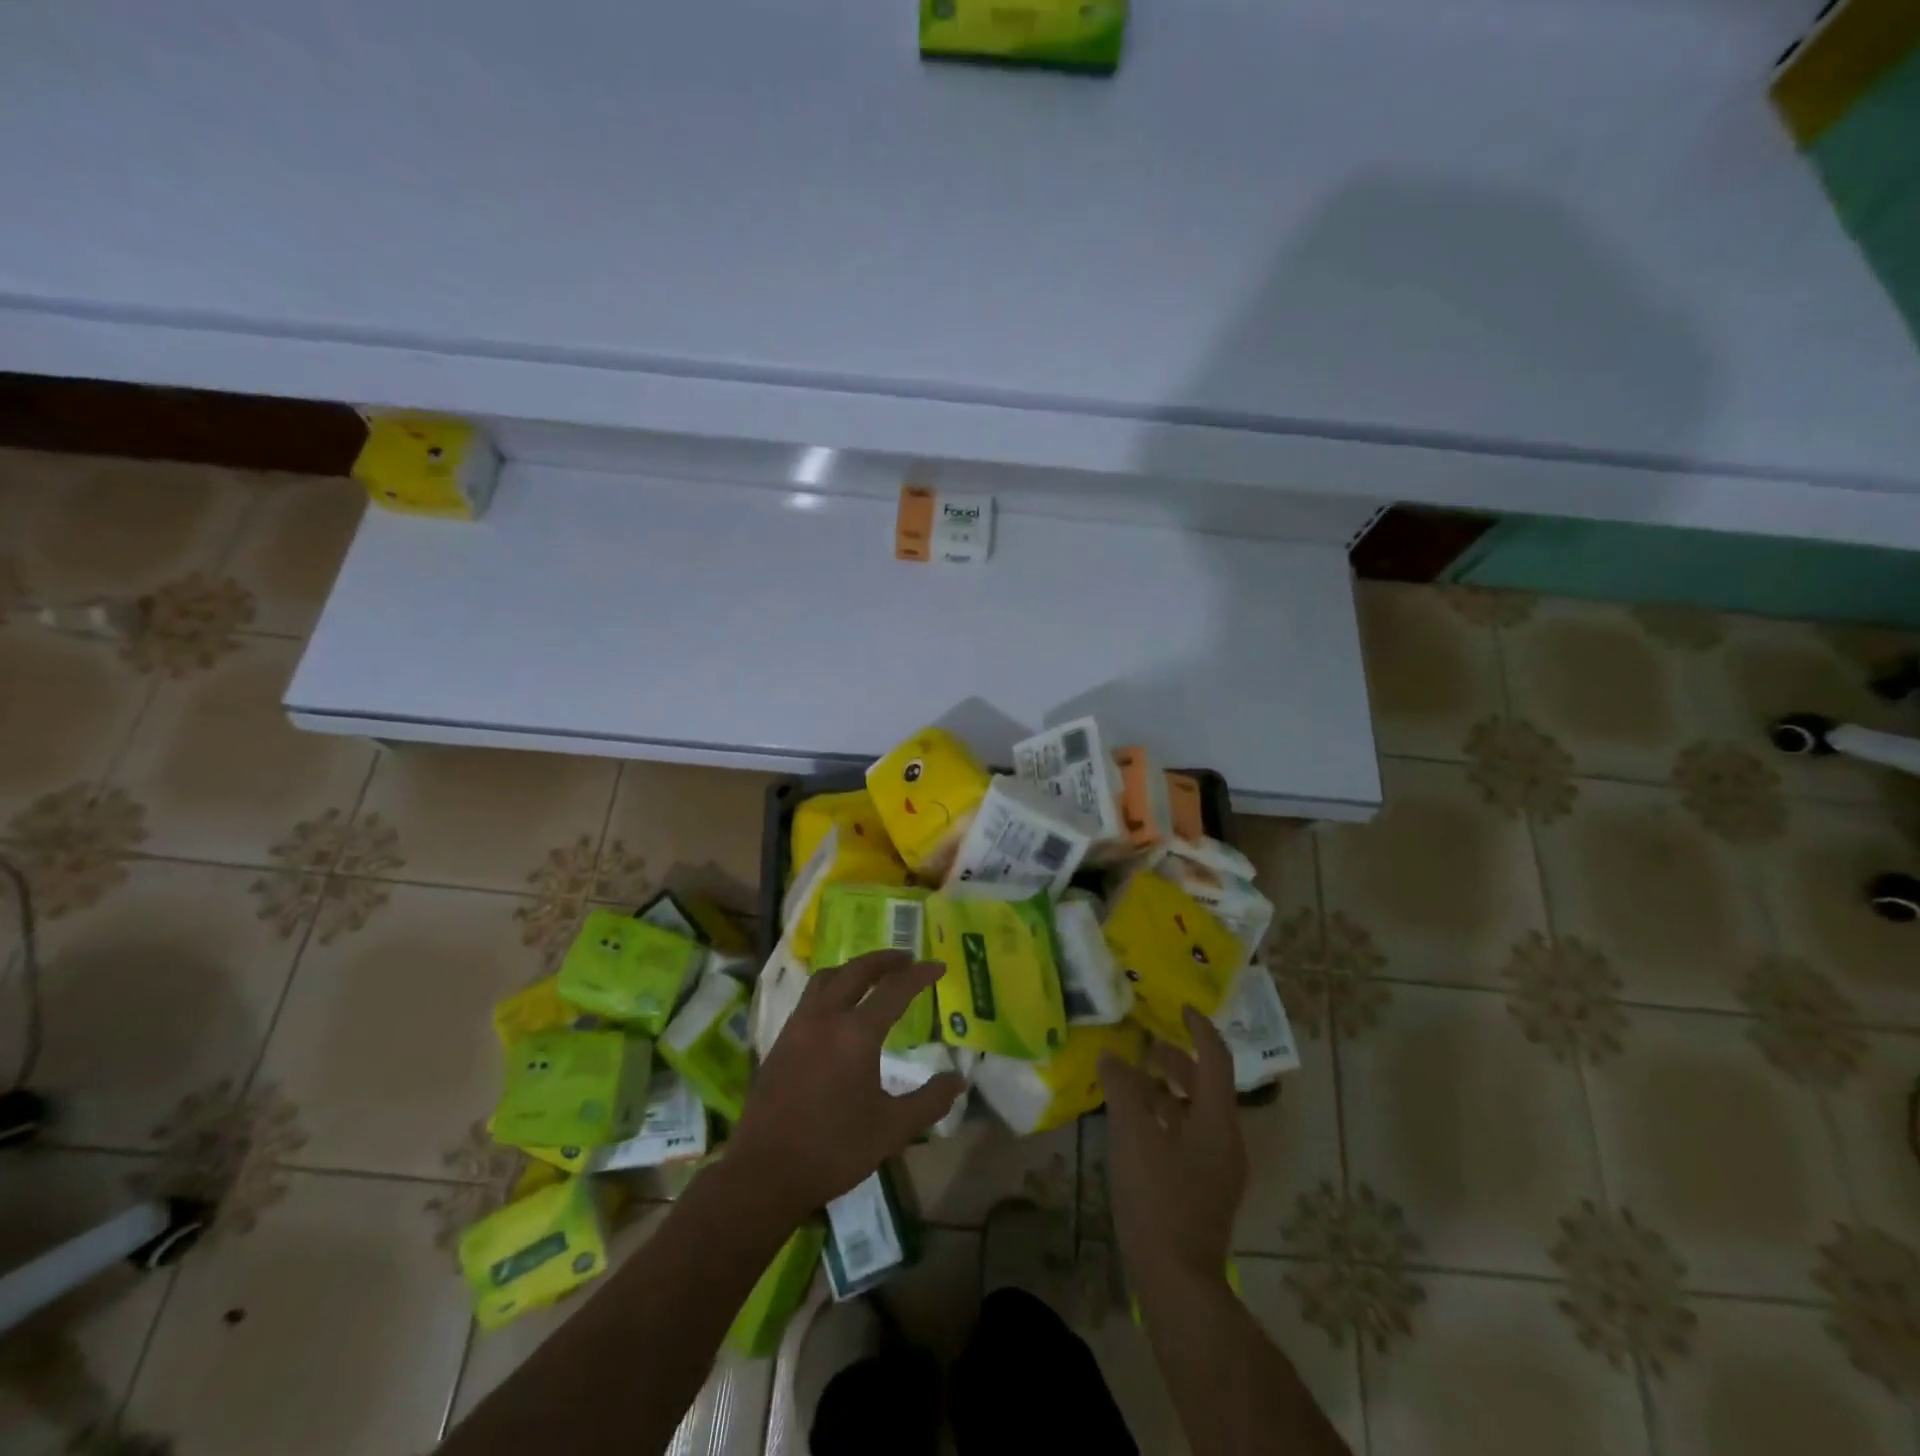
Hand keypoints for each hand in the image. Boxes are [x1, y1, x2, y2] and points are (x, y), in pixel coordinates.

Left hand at [730, 950, 964, 1214]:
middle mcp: (826, 1017)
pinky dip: (832, 987)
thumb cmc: (834, 1149)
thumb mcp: (892, 1130)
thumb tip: (958, 1080)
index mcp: (857, 1033)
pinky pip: (810, 997)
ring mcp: (798, 1026)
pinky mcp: (781, 1040)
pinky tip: (839, 1008)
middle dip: (884, 960)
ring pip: (828, 978)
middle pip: (857, 970)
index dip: (920, 975)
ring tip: (873, 976)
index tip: (938, 966)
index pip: (895, 989)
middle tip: (907, 959)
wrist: (765, 1172)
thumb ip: (929, 1101)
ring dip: (854, 969)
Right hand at [1099, 1006, 1247, 1287]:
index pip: (1215, 1058)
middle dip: (1178, 1060)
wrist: (1177, 1279)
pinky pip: (1190, 1136)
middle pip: (1207, 1085)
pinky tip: (1137, 1126)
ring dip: (1169, 1090)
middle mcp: (1226, 1138)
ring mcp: (1219, 1167)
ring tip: (1134, 1082)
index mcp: (1217, 1120)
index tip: (1180, 1007)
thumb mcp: (1132, 1134)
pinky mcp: (1206, 1189)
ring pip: (1197, 1112)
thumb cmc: (1157, 1198)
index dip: (1199, 1028)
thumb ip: (1122, 1088)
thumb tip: (1112, 1055)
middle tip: (1146, 1045)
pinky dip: (1167, 1118)